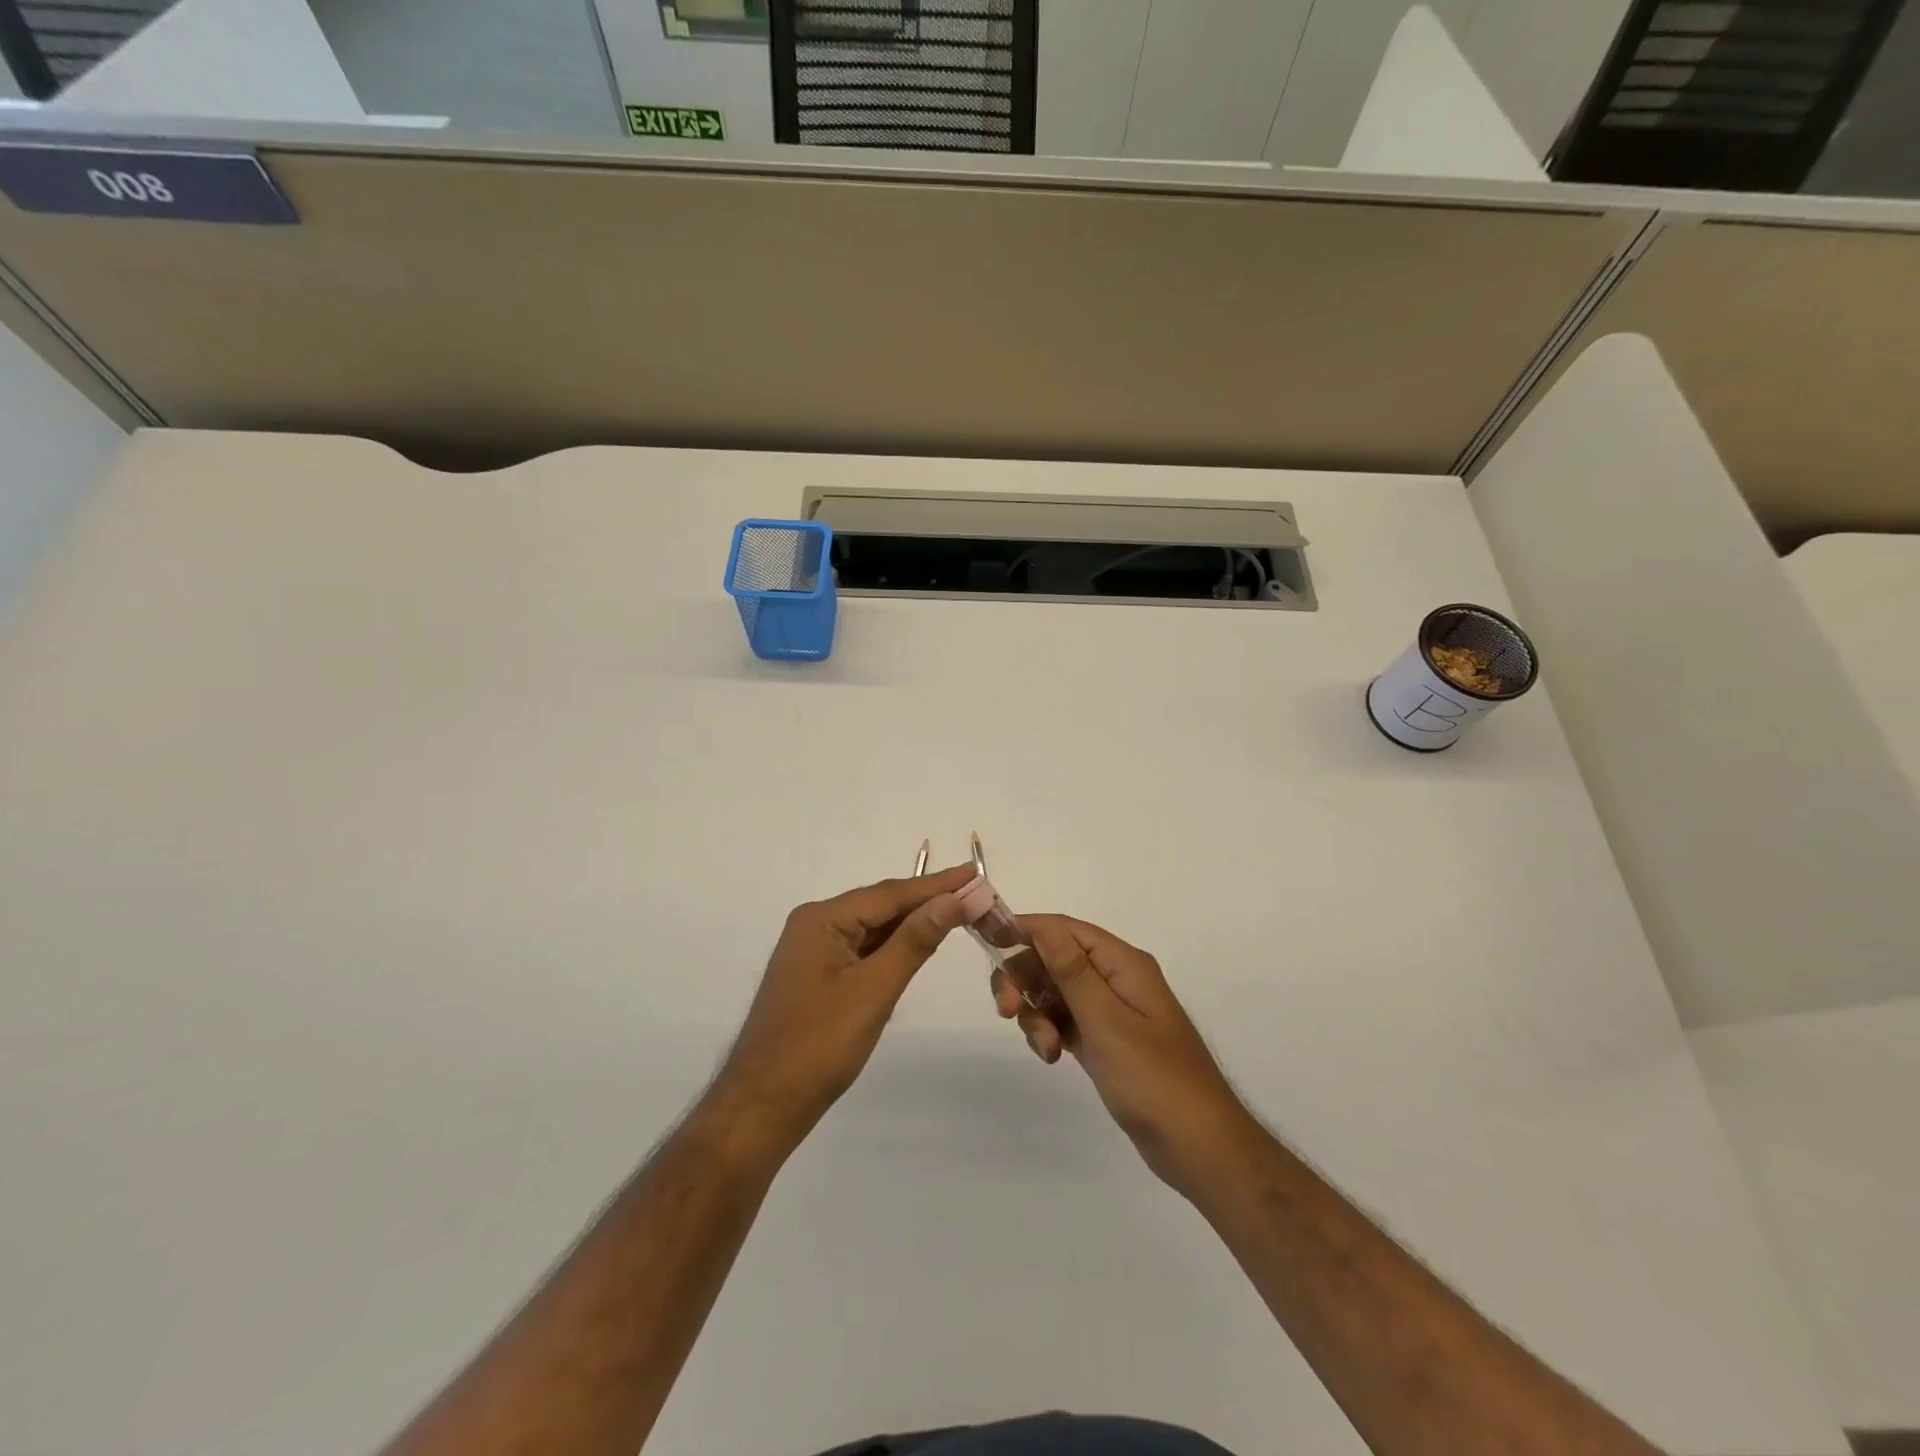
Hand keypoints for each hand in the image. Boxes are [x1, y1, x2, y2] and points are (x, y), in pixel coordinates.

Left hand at [713, 864, 974, 1153]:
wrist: (764, 1106)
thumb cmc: (818, 1046)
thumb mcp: (873, 990)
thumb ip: (914, 941)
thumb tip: (952, 899)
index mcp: (821, 920)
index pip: (889, 893)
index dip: (936, 884)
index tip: (974, 871)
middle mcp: (815, 925)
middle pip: (881, 906)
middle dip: (927, 901)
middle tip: (975, 893)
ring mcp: (815, 951)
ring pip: (874, 928)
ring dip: (913, 923)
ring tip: (959, 911)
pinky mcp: (820, 976)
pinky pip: (864, 950)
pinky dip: (894, 946)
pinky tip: (920, 943)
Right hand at [991, 915, 1258, 1193]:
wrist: (1199, 1147)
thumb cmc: (1154, 1079)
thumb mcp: (1106, 1021)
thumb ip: (1071, 971)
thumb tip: (1042, 924)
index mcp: (1122, 963)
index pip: (1063, 929)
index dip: (1024, 931)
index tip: (986, 944)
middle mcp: (1115, 977)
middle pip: (1053, 958)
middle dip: (1025, 980)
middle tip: (1007, 1012)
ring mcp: (1110, 1009)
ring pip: (1054, 991)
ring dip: (1037, 1013)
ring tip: (1044, 1050)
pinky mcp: (1105, 1039)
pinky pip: (1064, 1019)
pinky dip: (1050, 1031)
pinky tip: (1051, 1057)